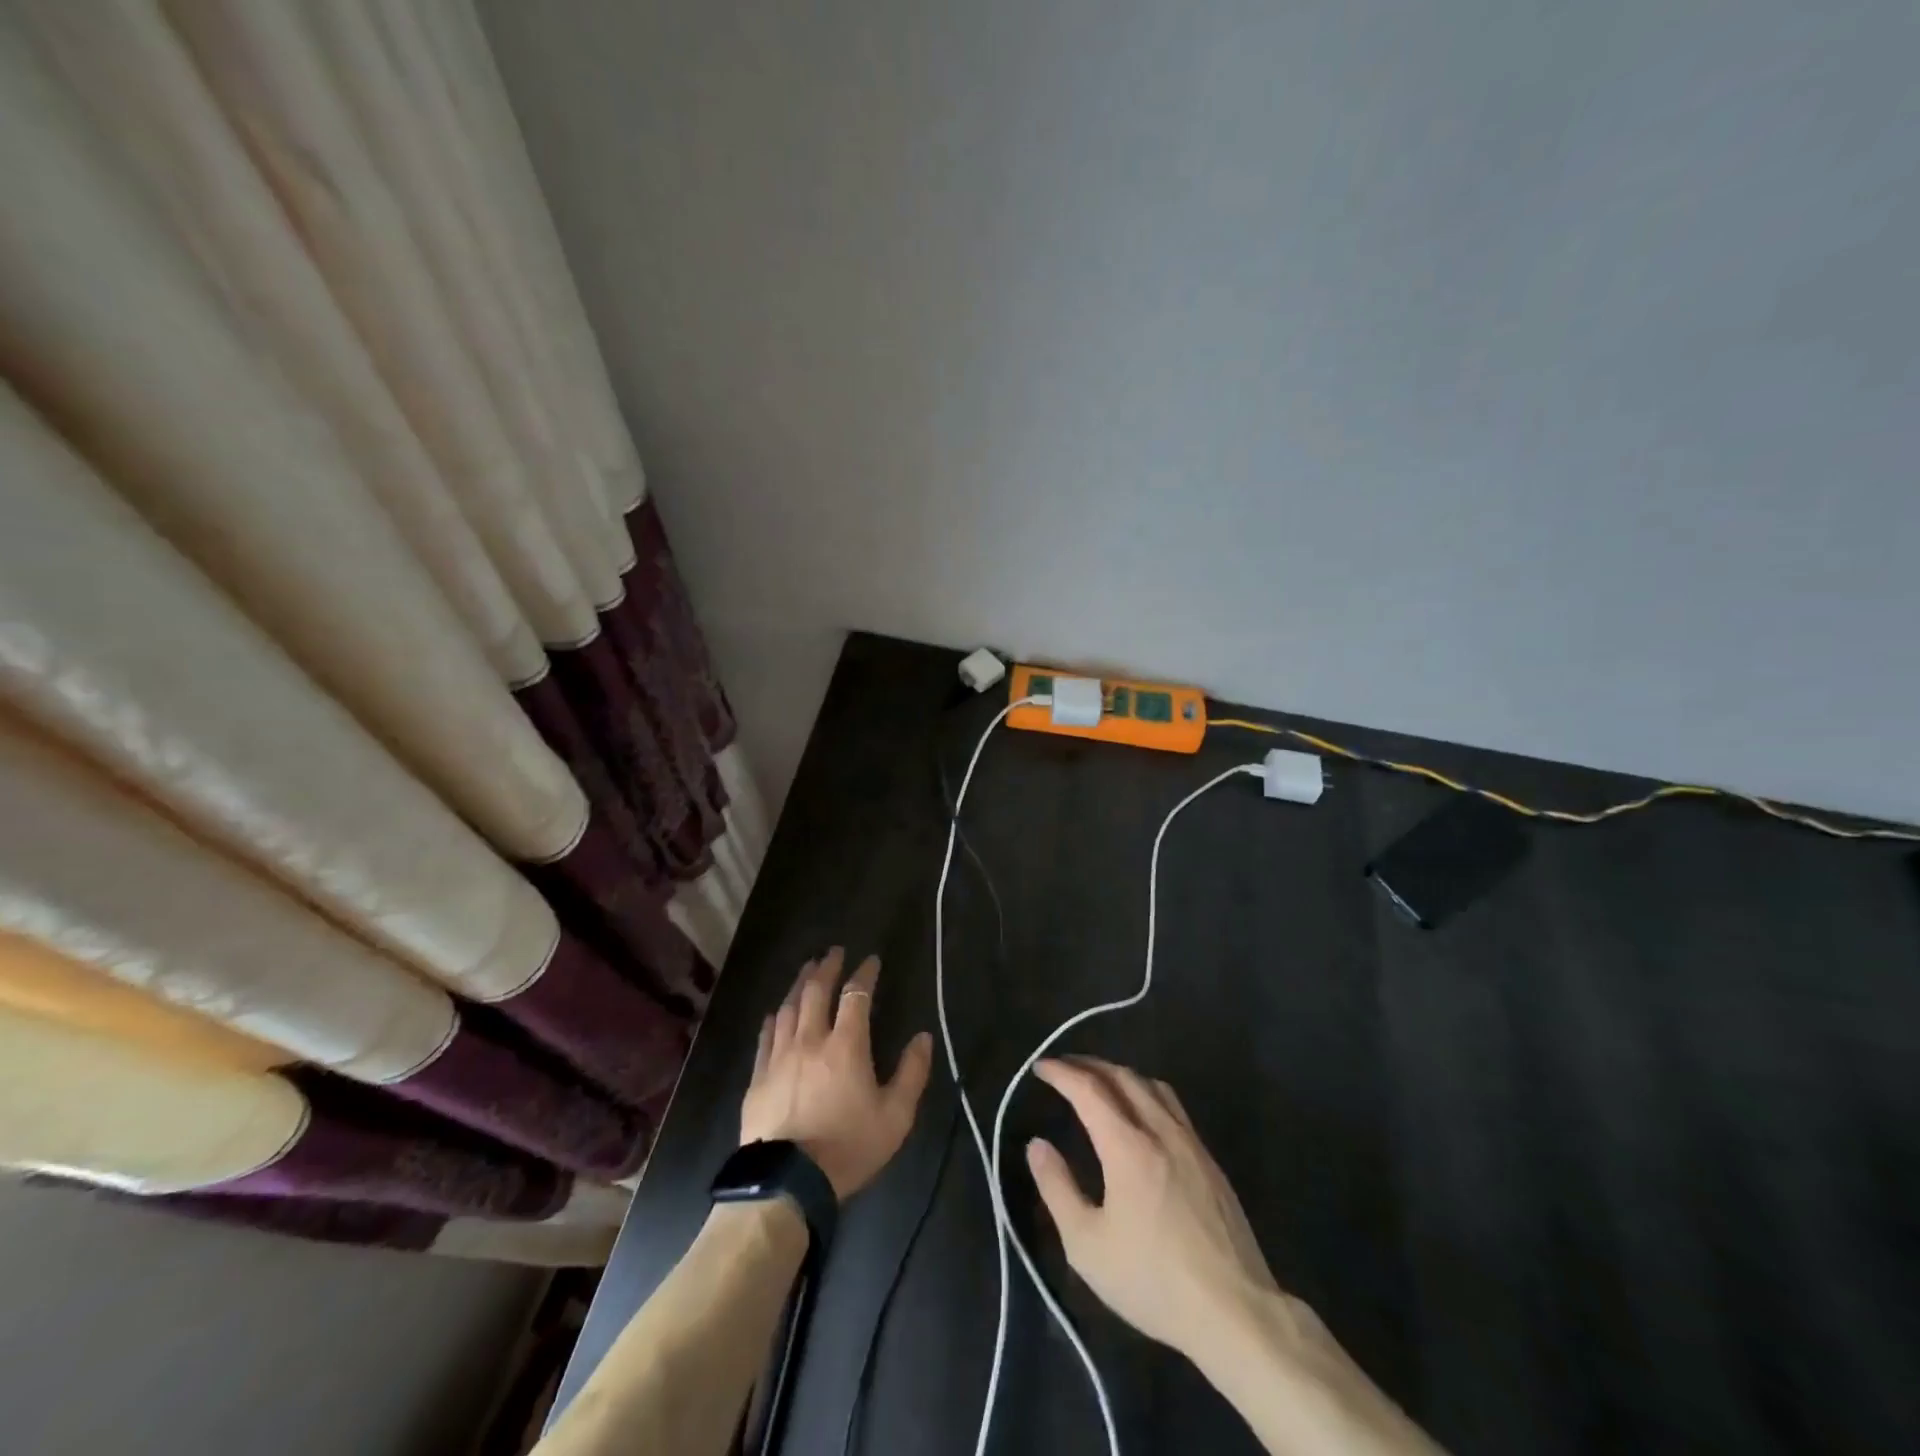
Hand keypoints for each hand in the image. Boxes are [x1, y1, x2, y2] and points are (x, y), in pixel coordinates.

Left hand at [740, 948, 933, 1199]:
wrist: (787, 1183)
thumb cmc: (848, 1148)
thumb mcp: (895, 1117)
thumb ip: (912, 1073)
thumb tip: (922, 1037)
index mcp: (846, 1045)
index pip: (857, 995)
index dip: (865, 974)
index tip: (871, 960)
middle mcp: (811, 1040)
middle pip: (817, 991)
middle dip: (827, 967)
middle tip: (834, 952)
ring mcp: (780, 1057)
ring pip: (789, 1008)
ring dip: (800, 984)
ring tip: (807, 970)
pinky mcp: (758, 1077)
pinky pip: (766, 1037)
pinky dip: (773, 1019)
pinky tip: (775, 1013)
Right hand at [1026, 1056, 1287, 1360]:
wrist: (1234, 1312)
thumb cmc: (1153, 1281)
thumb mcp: (1087, 1246)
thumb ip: (1057, 1188)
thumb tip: (1037, 1145)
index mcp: (1128, 1147)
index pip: (1089, 1090)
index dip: (1061, 1073)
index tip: (1040, 1067)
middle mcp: (1160, 1131)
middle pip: (1123, 1077)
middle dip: (1089, 1065)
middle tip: (1064, 1067)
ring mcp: (1190, 1143)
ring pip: (1153, 1086)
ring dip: (1121, 1074)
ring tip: (1101, 1082)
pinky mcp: (1210, 1162)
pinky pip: (1174, 1107)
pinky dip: (1147, 1093)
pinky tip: (1142, 1115)